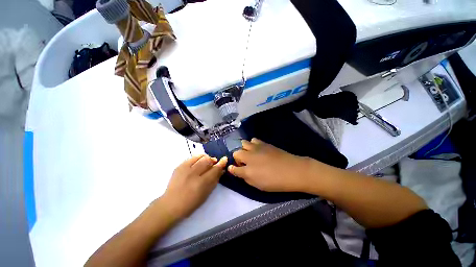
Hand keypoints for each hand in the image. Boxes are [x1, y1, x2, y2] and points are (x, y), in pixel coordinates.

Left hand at [160, 155, 226, 219]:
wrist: (171, 204)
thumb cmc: (191, 202)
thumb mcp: (206, 193)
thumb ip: (215, 180)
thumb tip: (221, 170)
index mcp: (201, 183)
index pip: (215, 169)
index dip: (221, 163)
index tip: (225, 159)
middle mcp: (193, 174)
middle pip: (207, 160)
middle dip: (213, 160)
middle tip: (214, 162)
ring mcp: (185, 169)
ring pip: (200, 157)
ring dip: (206, 158)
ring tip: (207, 161)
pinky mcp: (179, 166)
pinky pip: (192, 157)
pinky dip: (198, 158)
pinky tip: (198, 162)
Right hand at [228, 138, 310, 191]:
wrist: (292, 170)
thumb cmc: (275, 182)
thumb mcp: (258, 185)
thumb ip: (246, 178)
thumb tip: (238, 171)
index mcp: (247, 170)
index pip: (233, 168)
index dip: (232, 169)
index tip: (233, 169)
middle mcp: (249, 157)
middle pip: (236, 153)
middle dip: (237, 158)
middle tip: (244, 163)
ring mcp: (256, 148)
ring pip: (243, 143)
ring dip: (244, 149)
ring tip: (250, 154)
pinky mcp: (264, 143)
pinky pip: (253, 140)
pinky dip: (252, 144)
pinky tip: (257, 149)